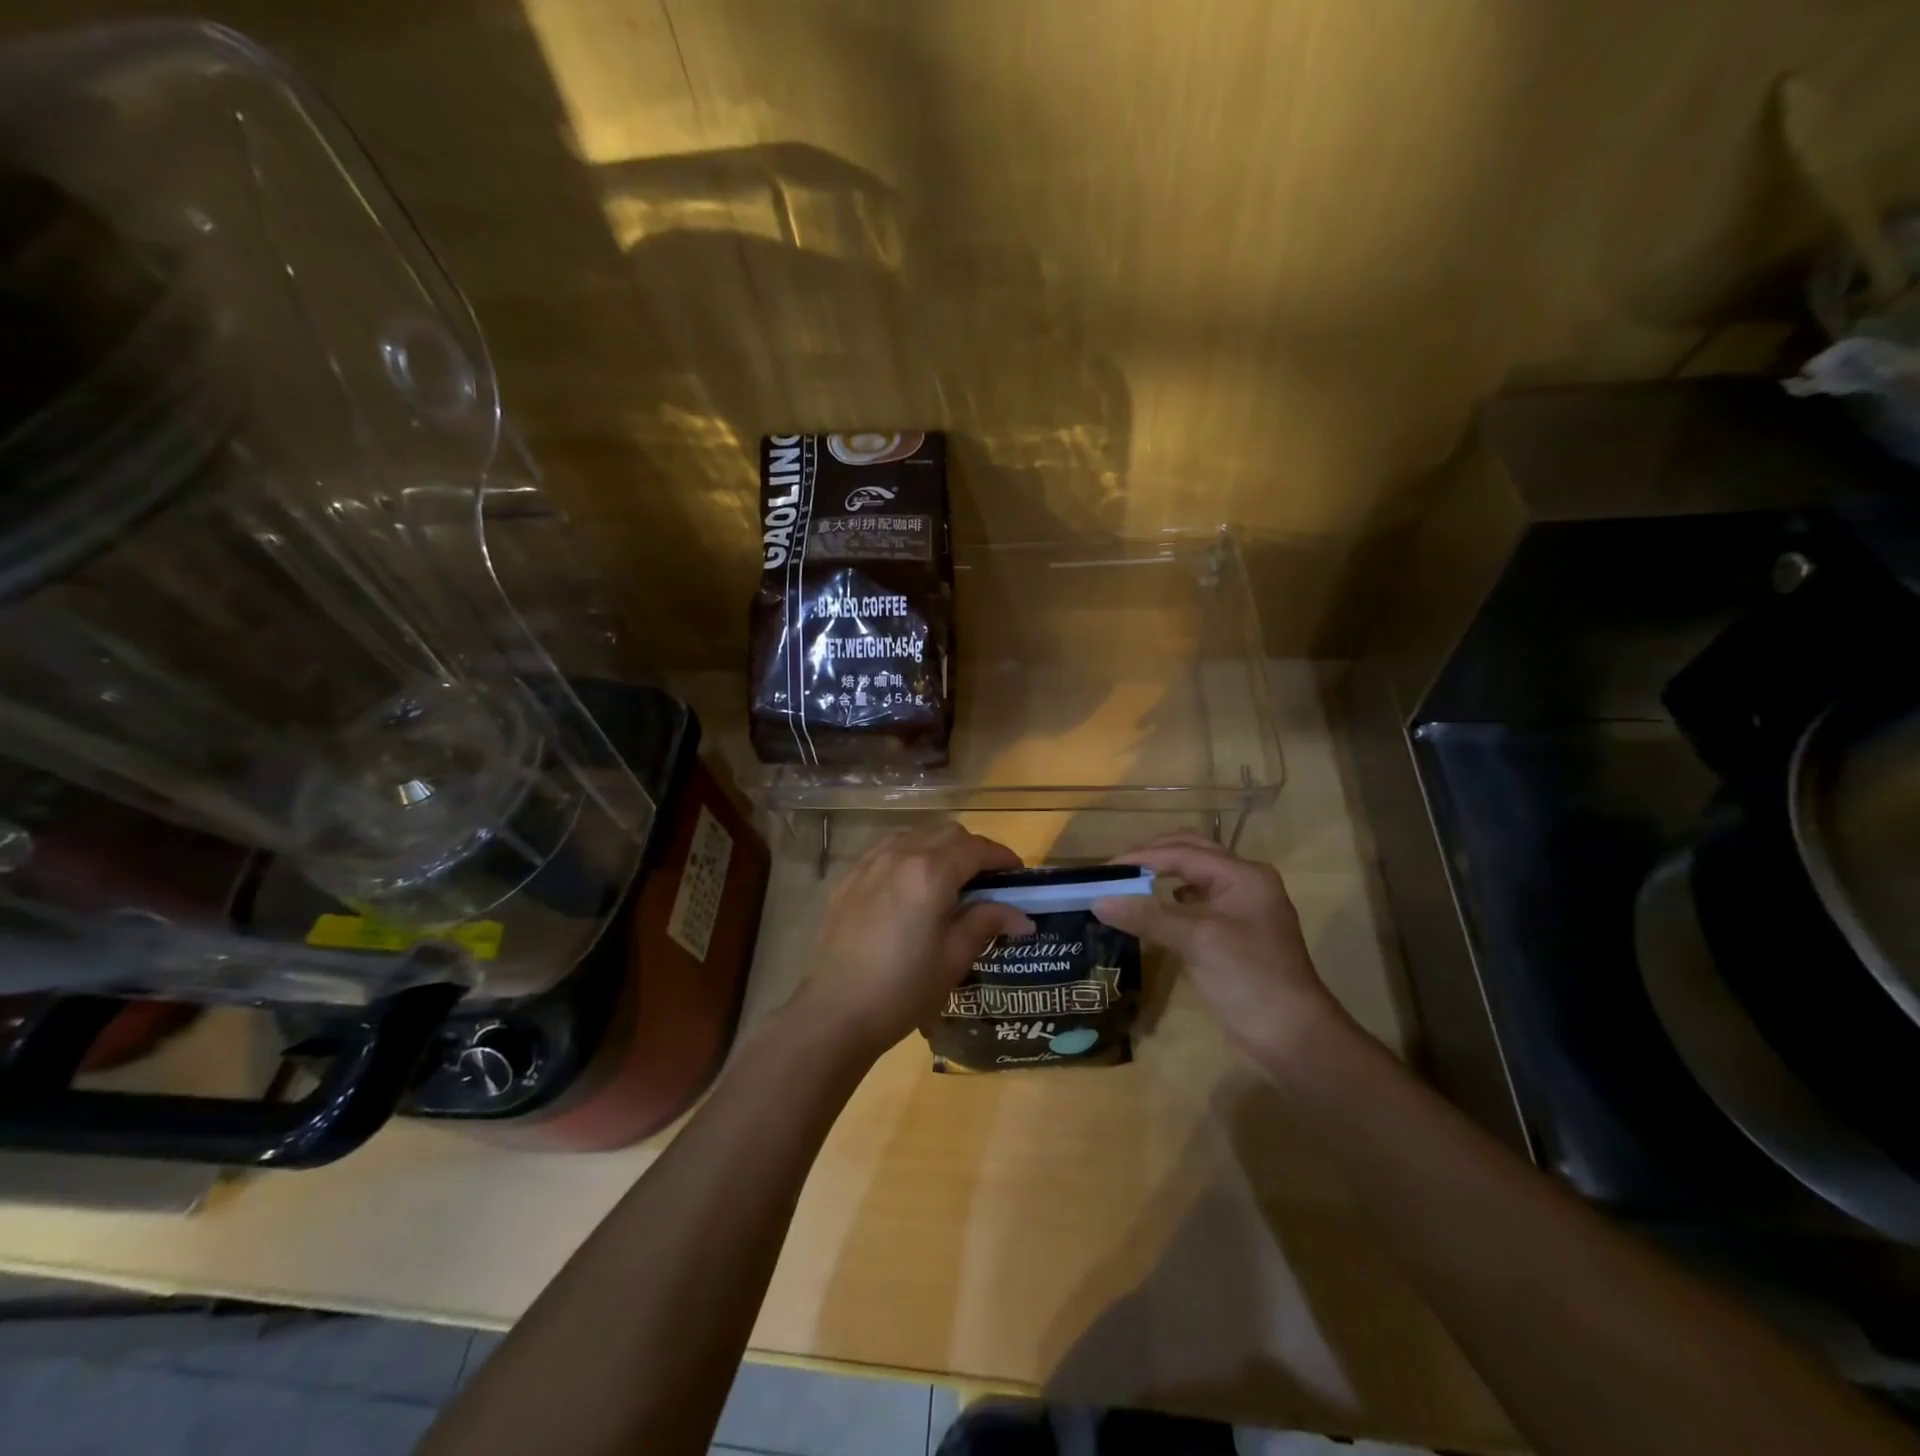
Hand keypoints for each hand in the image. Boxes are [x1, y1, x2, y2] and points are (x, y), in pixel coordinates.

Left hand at [796, 823, 1033, 1060]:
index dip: (1002, 857)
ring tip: (950, 881)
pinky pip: (887, 850)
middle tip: (987, 881)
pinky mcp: (849, 878)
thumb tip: (1021, 916)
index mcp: (931, 872)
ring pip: (916, 835)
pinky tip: (911, 886)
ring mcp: (869, 863)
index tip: (1017, 876)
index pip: (977, 848)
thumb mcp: (954, 958)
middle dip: (973, 850)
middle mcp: (900, 855)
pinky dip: (910, 855)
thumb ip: (986, 923)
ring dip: (940, 848)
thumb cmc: (903, 989)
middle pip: (947, 833)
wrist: (834, 1012)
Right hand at [1092, 830, 1346, 1066]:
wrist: (1292, 1037)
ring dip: (1161, 877)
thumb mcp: (1197, 941)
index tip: (1104, 870)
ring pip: (1193, 879)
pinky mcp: (1233, 935)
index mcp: (1243, 875)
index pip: (1183, 852)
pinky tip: (1152, 913)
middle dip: (1152, 857)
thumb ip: (1148, 916)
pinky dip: (1170, 903)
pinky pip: (1195, 906)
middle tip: (1116, 871)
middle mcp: (1244, 884)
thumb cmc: (1249, 978)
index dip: (1141, 857)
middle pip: (1191, 854)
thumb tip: (1098, 901)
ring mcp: (1240, 910)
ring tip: (1128, 886)